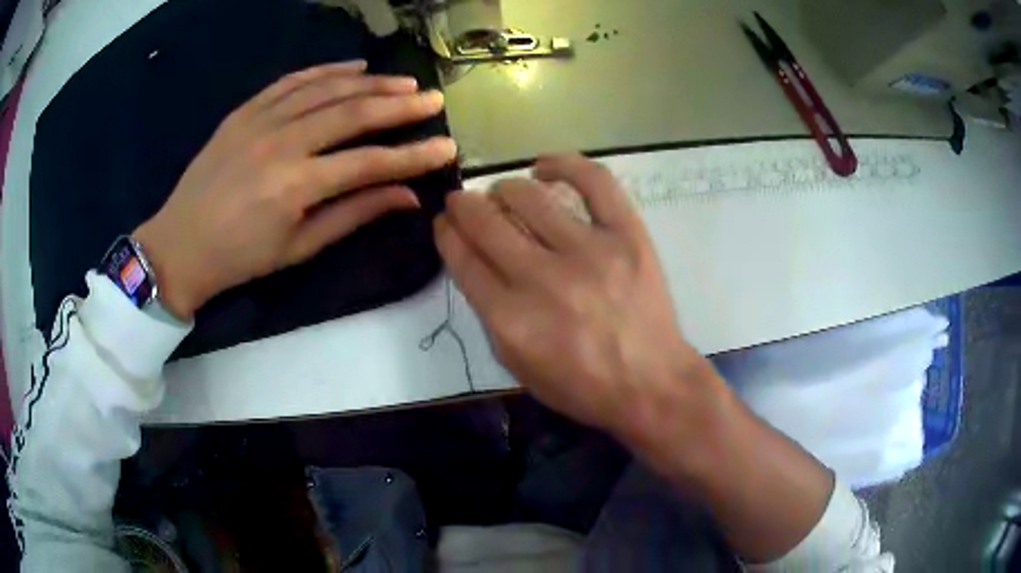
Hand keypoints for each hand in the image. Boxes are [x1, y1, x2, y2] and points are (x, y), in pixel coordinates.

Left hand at [134, 60, 456, 318]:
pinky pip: (291, 81)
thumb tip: (407, 197)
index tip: (446, 148)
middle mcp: (281, 143)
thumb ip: (353, 215)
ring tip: (402, 81)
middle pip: (352, 113)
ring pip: (325, 89)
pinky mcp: (244, 111)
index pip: (369, 162)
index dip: (412, 155)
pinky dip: (325, 71)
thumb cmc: (239, 258)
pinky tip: (352, 67)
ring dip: (369, 82)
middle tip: (433, 98)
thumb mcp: (298, 248)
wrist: (179, 245)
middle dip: (399, 105)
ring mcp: (260, 121)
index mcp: (295, 186)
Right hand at [434, 154, 719, 442]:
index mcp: (512, 319)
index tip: (445, 222)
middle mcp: (544, 279)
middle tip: (464, 202)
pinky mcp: (627, 235)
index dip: (447, 233)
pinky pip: (594, 181)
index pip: (463, 258)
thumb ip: (490, 316)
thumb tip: (476, 263)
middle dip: (464, 205)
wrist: (651, 383)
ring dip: (504, 189)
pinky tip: (544, 168)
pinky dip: (564, 164)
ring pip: (528, 196)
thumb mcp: (518, 367)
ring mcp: (590, 251)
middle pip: (486, 222)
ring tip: (505, 195)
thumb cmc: (582, 386)